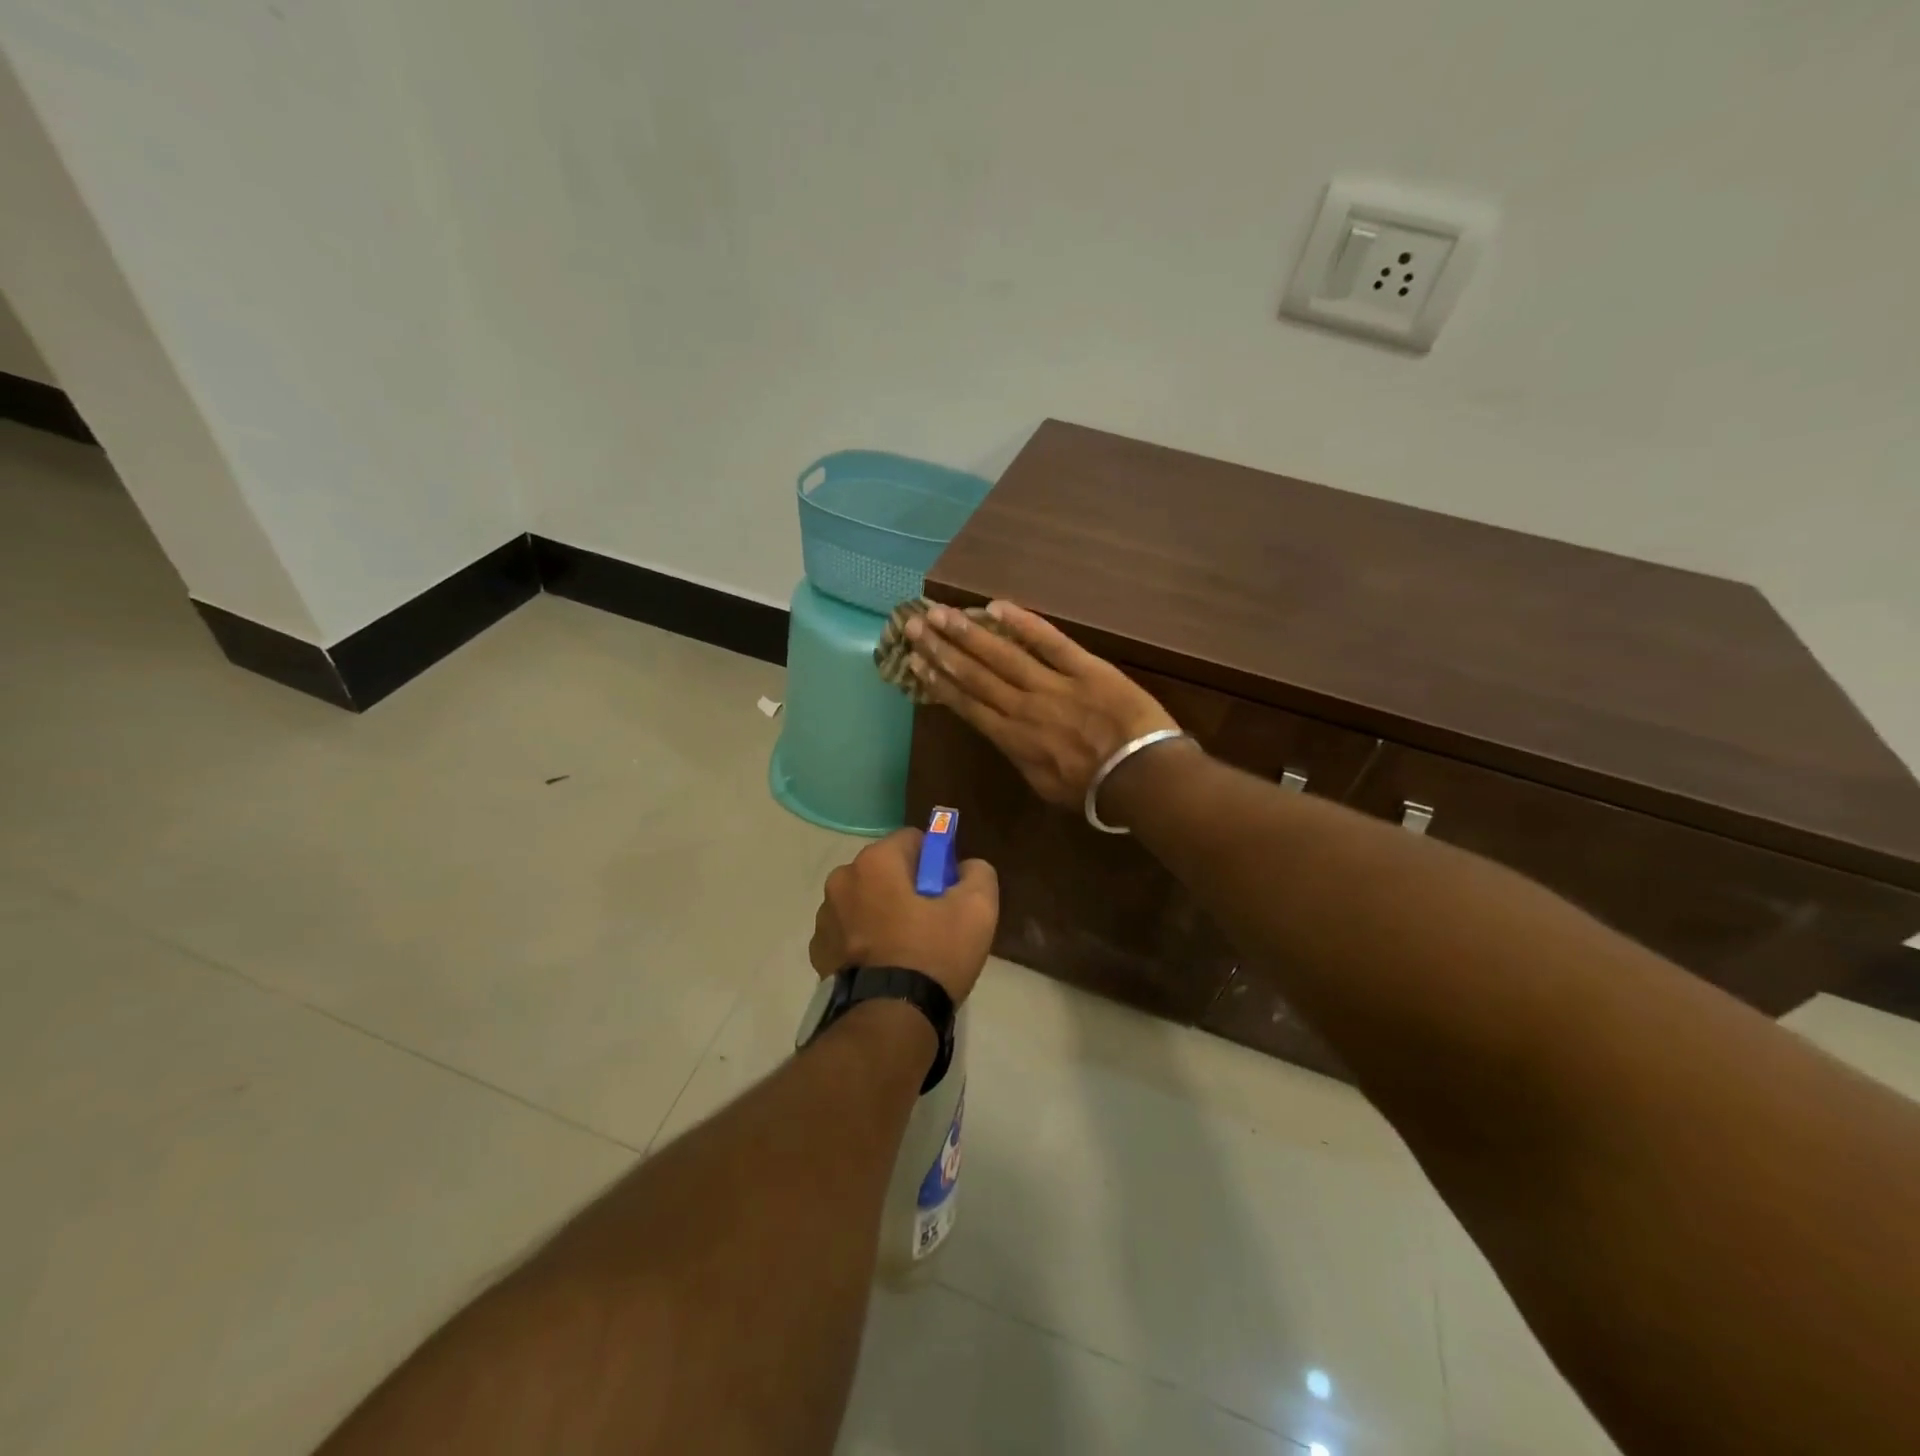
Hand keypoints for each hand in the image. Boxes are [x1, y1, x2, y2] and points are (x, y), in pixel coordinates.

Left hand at [809, 829, 999, 1006]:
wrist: (889, 1020)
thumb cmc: (933, 955)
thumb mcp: (978, 909)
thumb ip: (977, 873)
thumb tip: (964, 867)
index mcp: (875, 862)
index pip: (912, 840)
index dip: (936, 861)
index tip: (947, 892)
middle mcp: (842, 880)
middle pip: (885, 870)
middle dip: (907, 886)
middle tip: (932, 921)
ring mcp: (825, 917)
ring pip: (865, 900)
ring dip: (882, 912)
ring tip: (906, 949)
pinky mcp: (819, 950)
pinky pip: (849, 931)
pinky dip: (864, 939)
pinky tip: (884, 965)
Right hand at [906, 601, 1179, 809]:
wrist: (1140, 776)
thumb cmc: (1093, 791)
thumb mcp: (1045, 785)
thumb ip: (1022, 757)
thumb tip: (1009, 737)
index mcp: (1012, 739)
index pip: (967, 704)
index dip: (939, 681)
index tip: (916, 662)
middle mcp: (1022, 707)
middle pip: (975, 674)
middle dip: (942, 649)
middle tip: (915, 626)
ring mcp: (1052, 684)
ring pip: (1002, 655)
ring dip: (968, 632)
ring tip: (940, 614)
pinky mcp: (1084, 667)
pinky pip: (1049, 641)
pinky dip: (1023, 623)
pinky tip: (996, 606)